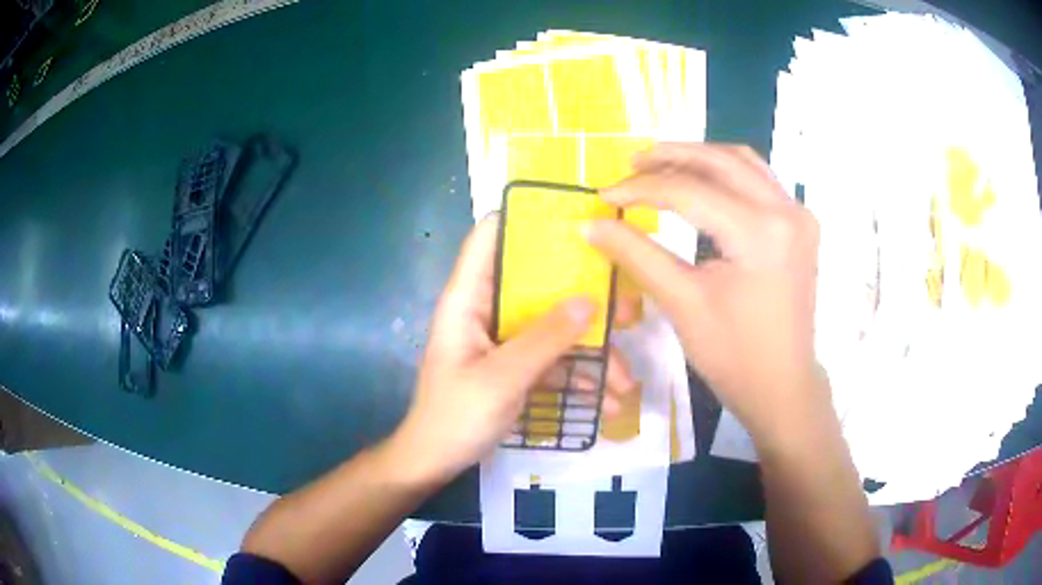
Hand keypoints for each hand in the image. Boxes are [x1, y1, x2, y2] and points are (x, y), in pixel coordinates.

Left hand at [391, 215, 636, 484]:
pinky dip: (579, 377)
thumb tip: (590, 299)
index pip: (490, 238)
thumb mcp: (501, 379)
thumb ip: (545, 339)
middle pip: (538, 284)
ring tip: (624, 383)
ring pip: (553, 327)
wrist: (435, 462)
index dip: (526, 220)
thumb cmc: (455, 417)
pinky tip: (607, 402)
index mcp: (468, 299)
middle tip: (628, 311)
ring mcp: (504, 340)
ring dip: (591, 353)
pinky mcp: (516, 366)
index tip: (576, 220)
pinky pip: (553, 359)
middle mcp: (487, 310)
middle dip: (585, 298)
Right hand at [585, 143, 823, 443]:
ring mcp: (799, 214)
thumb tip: (592, 223)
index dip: (641, 189)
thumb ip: (636, 254)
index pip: (690, 192)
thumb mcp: (682, 303)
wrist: (783, 386)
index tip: (605, 196)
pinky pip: (760, 179)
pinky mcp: (800, 224)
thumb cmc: (734, 356)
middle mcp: (786, 211)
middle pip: (720, 162)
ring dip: (700, 157)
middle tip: (631, 164)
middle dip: (670, 157)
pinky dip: (727, 172)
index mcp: (760, 234)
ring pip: (743, 162)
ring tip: (661, 165)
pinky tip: (702, 182)